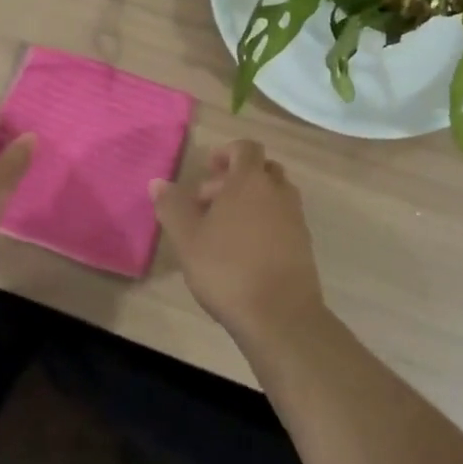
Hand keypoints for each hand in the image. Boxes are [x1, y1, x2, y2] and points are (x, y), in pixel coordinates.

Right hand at [152, 140, 324, 341]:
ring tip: (222, 230)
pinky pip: (282, 219)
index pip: (245, 148)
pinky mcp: (303, 244)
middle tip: (208, 204)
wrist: (281, 315)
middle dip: (235, 179)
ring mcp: (295, 218)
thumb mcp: (187, 238)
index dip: (226, 153)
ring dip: (250, 202)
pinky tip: (243, 252)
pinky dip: (264, 223)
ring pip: (273, 195)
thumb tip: (158, 183)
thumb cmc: (227, 269)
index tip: (208, 169)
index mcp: (250, 181)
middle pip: (262, 170)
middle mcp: (278, 192)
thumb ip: (172, 206)